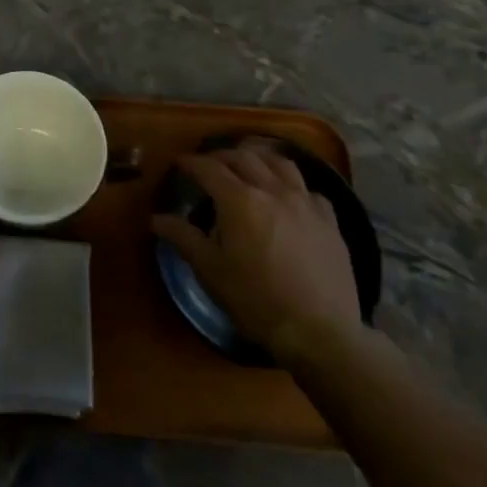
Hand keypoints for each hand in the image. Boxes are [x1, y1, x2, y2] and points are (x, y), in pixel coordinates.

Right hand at [153, 143, 363, 363]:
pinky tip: (289, 195)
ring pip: (281, 163)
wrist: (319, 331)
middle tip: (209, 163)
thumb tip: (156, 219)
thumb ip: (184, 238)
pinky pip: (309, 189)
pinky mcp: (329, 220)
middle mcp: (272, 190)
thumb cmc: (256, 300)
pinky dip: (292, 184)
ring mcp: (305, 202)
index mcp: (239, 200)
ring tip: (249, 164)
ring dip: (259, 158)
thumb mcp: (211, 271)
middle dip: (222, 155)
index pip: (209, 168)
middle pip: (244, 158)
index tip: (180, 163)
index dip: (191, 162)